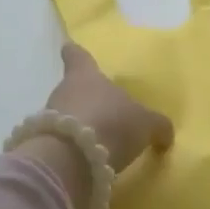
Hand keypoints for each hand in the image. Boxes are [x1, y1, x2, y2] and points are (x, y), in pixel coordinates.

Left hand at [45, 42, 173, 172]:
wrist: (69, 160)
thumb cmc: (111, 124)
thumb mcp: (146, 124)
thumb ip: (157, 126)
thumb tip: (165, 134)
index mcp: (86, 76)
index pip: (78, 57)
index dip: (76, 54)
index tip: (69, 48)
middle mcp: (64, 91)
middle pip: (73, 89)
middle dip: (86, 98)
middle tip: (104, 109)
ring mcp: (48, 118)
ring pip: (66, 115)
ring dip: (81, 125)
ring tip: (101, 140)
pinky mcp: (44, 145)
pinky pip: (61, 142)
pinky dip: (73, 148)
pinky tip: (89, 159)